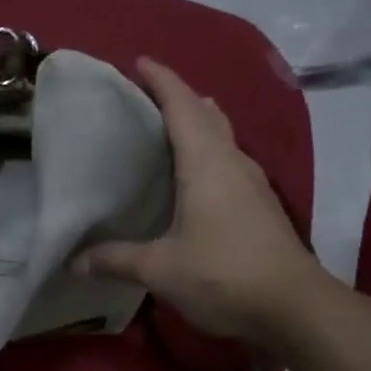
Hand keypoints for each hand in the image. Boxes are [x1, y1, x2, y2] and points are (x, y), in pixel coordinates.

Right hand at [72, 58, 331, 344]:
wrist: (296, 308)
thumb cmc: (224, 274)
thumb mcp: (160, 269)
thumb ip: (115, 260)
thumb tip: (73, 262)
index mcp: (205, 162)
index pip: (182, 105)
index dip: (162, 80)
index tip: (139, 62)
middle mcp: (231, 162)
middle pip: (206, 113)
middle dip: (178, 97)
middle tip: (145, 97)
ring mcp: (251, 182)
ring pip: (222, 136)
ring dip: (197, 122)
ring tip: (166, 126)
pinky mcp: (259, 204)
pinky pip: (228, 160)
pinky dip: (207, 150)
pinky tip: (192, 174)